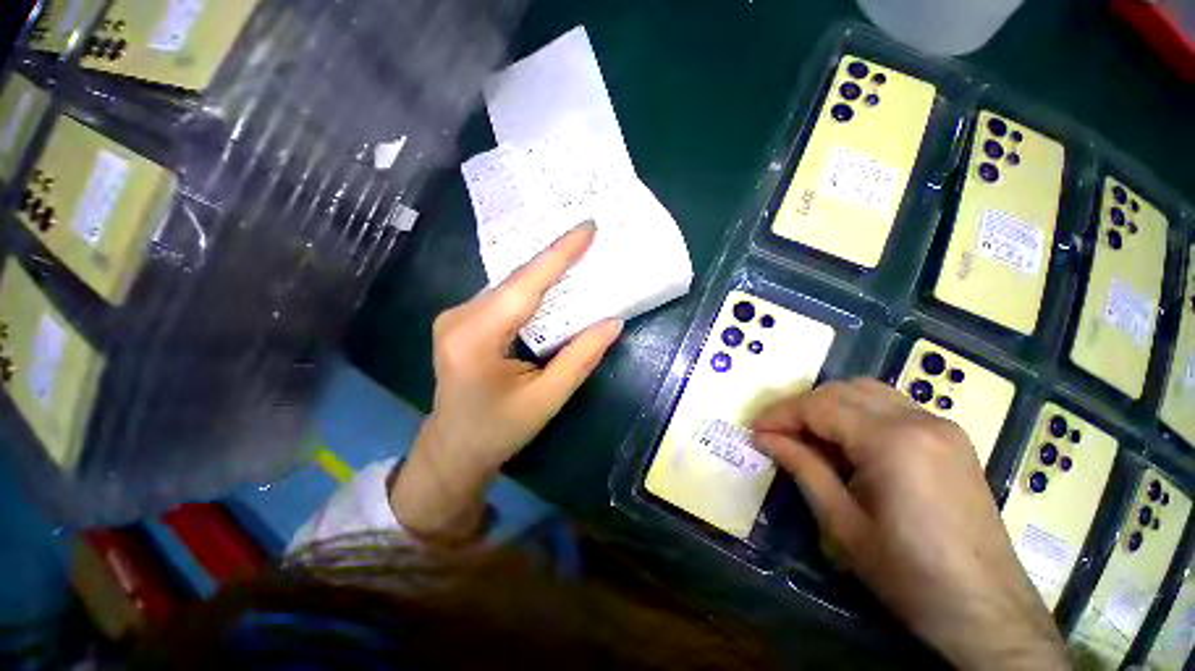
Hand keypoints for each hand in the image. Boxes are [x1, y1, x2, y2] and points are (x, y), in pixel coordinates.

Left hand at [390, 222, 621, 545]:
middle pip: (516, 280)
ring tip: (577, 256)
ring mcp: (455, 317)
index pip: (526, 285)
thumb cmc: (499, 430)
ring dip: (543, 273)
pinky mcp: (461, 321)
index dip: (559, 254)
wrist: (453, 449)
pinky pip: (502, 296)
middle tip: (589, 239)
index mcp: (477, 338)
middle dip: (554, 259)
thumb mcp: (547, 399)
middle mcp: (459, 317)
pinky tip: (551, 284)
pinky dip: (530, 288)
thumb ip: (580, 358)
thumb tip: (613, 322)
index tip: (587, 227)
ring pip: (509, 285)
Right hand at [752, 379, 1069, 670]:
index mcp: (893, 442)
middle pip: (842, 390)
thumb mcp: (842, 523)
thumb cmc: (908, 574)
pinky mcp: (952, 439)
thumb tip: (764, 438)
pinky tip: (849, 444)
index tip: (755, 430)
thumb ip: (802, 467)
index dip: (780, 414)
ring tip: (809, 437)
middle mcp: (920, 420)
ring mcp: (942, 426)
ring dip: (829, 406)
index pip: (819, 406)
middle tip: (778, 433)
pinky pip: (892, 407)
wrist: (987, 611)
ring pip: (868, 392)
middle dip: (802, 406)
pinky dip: (859, 414)